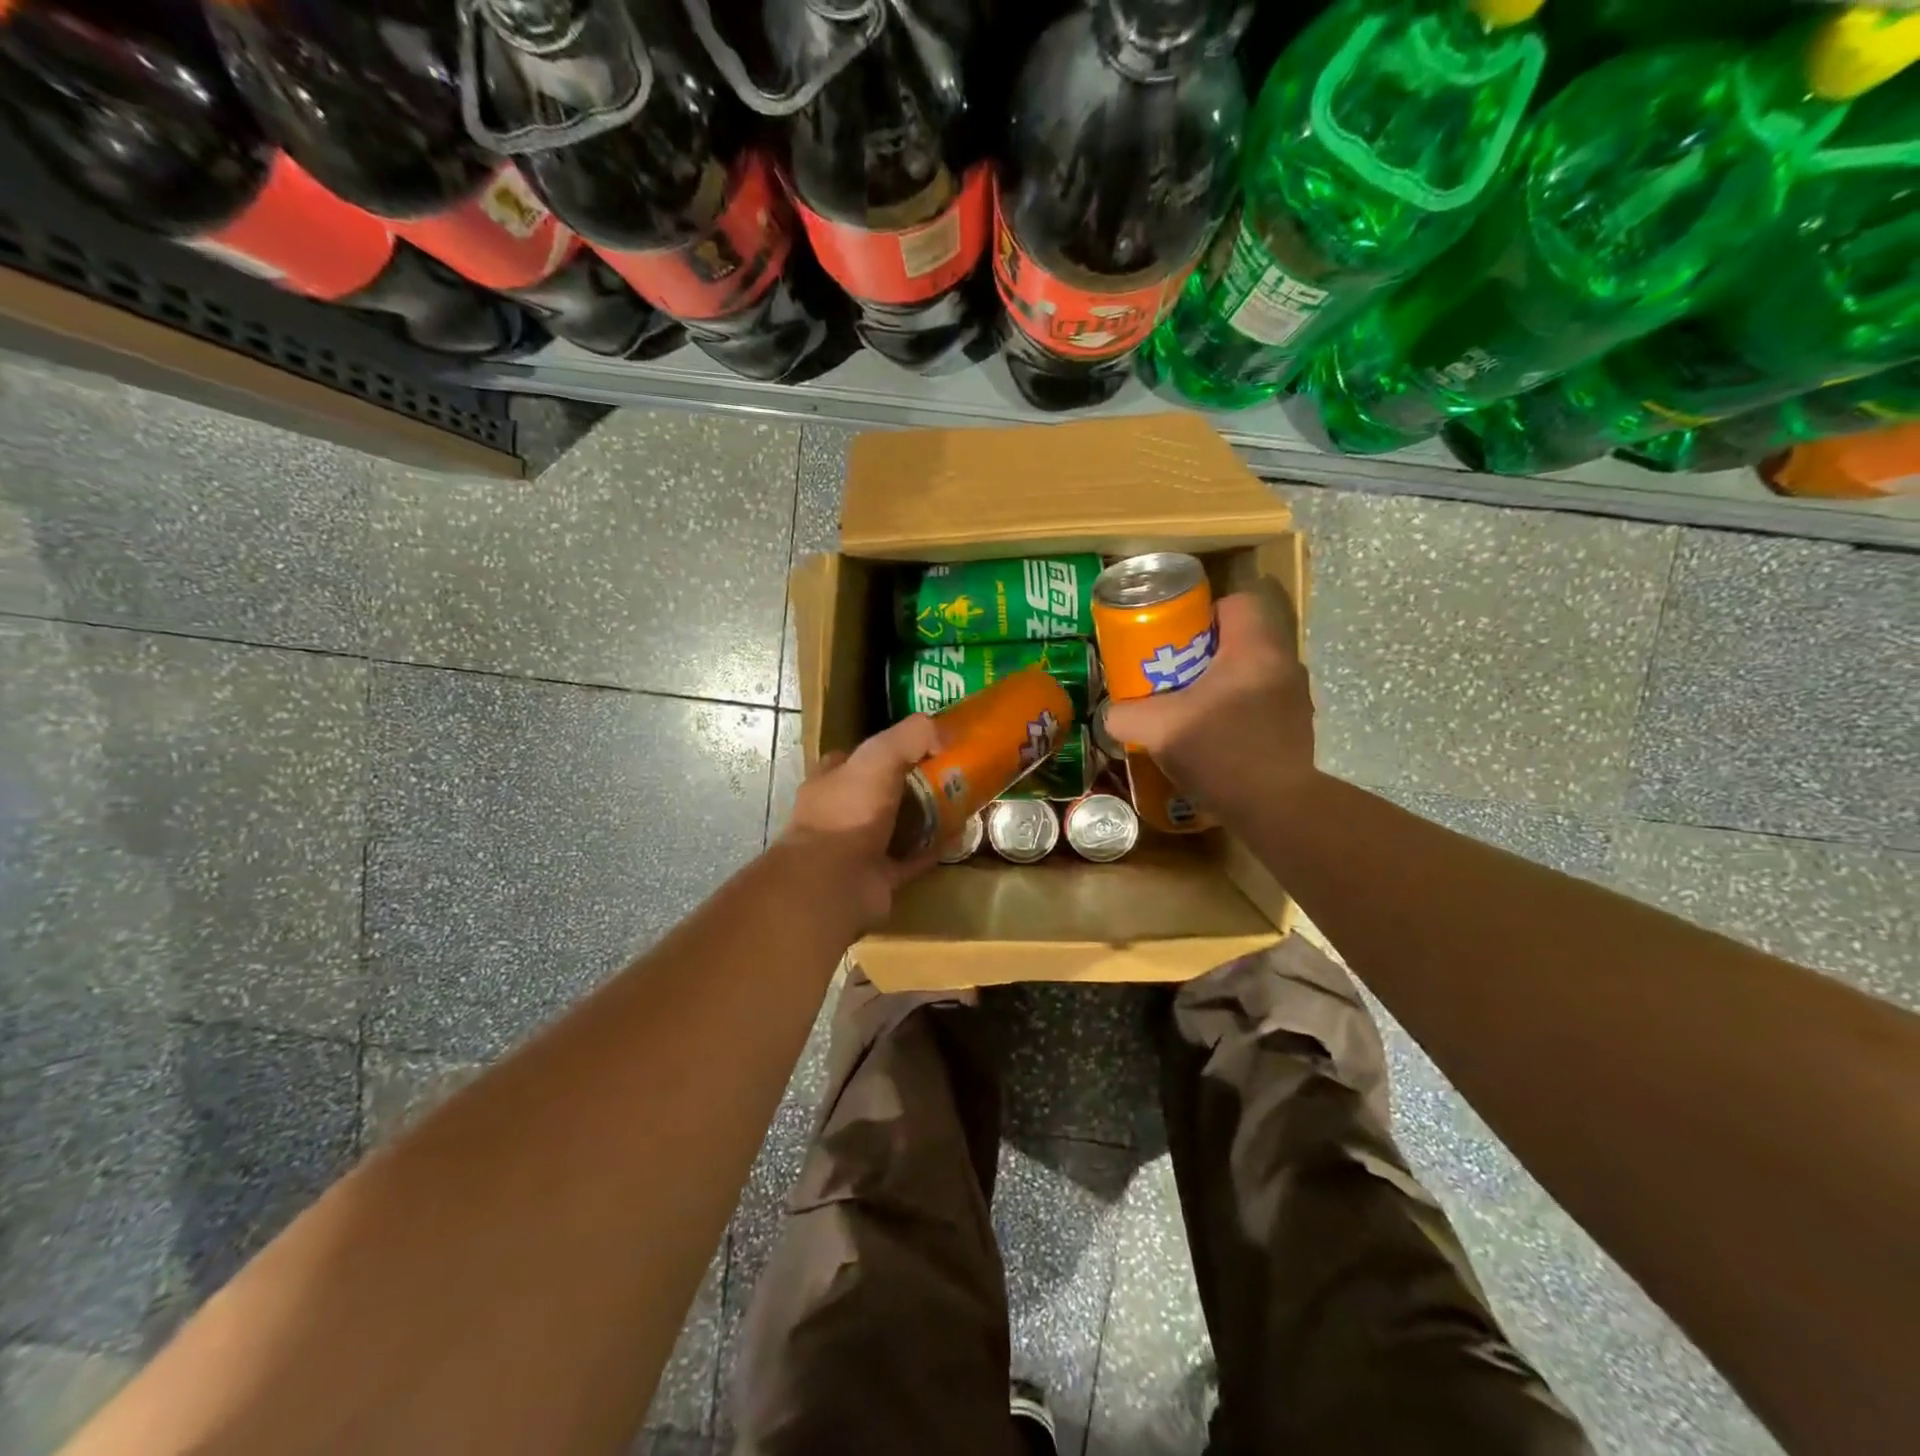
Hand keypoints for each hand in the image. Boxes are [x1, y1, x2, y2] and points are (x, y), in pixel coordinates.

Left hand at [775, 714, 940, 928]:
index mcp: (831, 780)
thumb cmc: (848, 811)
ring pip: (897, 825)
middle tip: (950, 772)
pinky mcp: (878, 876)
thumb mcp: (879, 756)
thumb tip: (946, 731)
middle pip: (881, 790)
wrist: (834, 882)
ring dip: (925, 816)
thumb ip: (911, 736)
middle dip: (912, 782)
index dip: (888, 747)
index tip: (924, 744)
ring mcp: (857, 847)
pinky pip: (912, 858)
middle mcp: (841, 812)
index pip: (858, 756)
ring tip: (961, 801)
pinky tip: (958, 837)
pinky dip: (933, 848)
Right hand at [1103, 586, 1315, 820]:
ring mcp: (1294, 700)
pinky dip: (1235, 713)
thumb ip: (1126, 714)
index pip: (1237, 603)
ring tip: (1189, 709)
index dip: (1203, 614)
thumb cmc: (1220, 752)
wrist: (1275, 808)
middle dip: (1204, 655)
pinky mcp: (1295, 730)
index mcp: (1255, 650)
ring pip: (1250, 675)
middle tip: (1172, 676)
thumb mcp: (1157, 729)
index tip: (1175, 639)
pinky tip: (1212, 739)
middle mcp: (1283, 665)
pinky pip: (1260, 705)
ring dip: (1220, 686)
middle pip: (1240, 640)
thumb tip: (1111, 714)